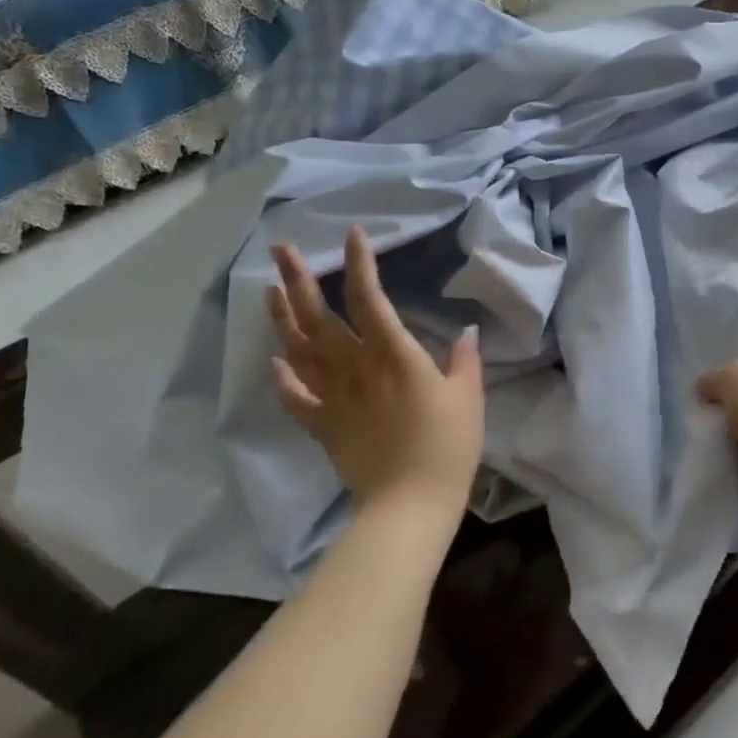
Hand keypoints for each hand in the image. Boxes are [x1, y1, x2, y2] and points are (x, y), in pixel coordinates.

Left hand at [267, 226, 484, 523]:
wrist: (410, 503)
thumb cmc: (447, 445)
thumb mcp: (469, 397)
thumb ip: (465, 360)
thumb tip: (468, 331)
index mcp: (393, 354)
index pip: (370, 298)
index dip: (360, 264)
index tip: (352, 234)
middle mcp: (356, 367)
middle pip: (320, 317)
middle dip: (298, 279)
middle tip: (280, 250)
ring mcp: (334, 397)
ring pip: (299, 350)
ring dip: (282, 318)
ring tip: (269, 291)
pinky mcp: (323, 426)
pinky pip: (295, 398)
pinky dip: (282, 379)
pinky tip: (276, 361)